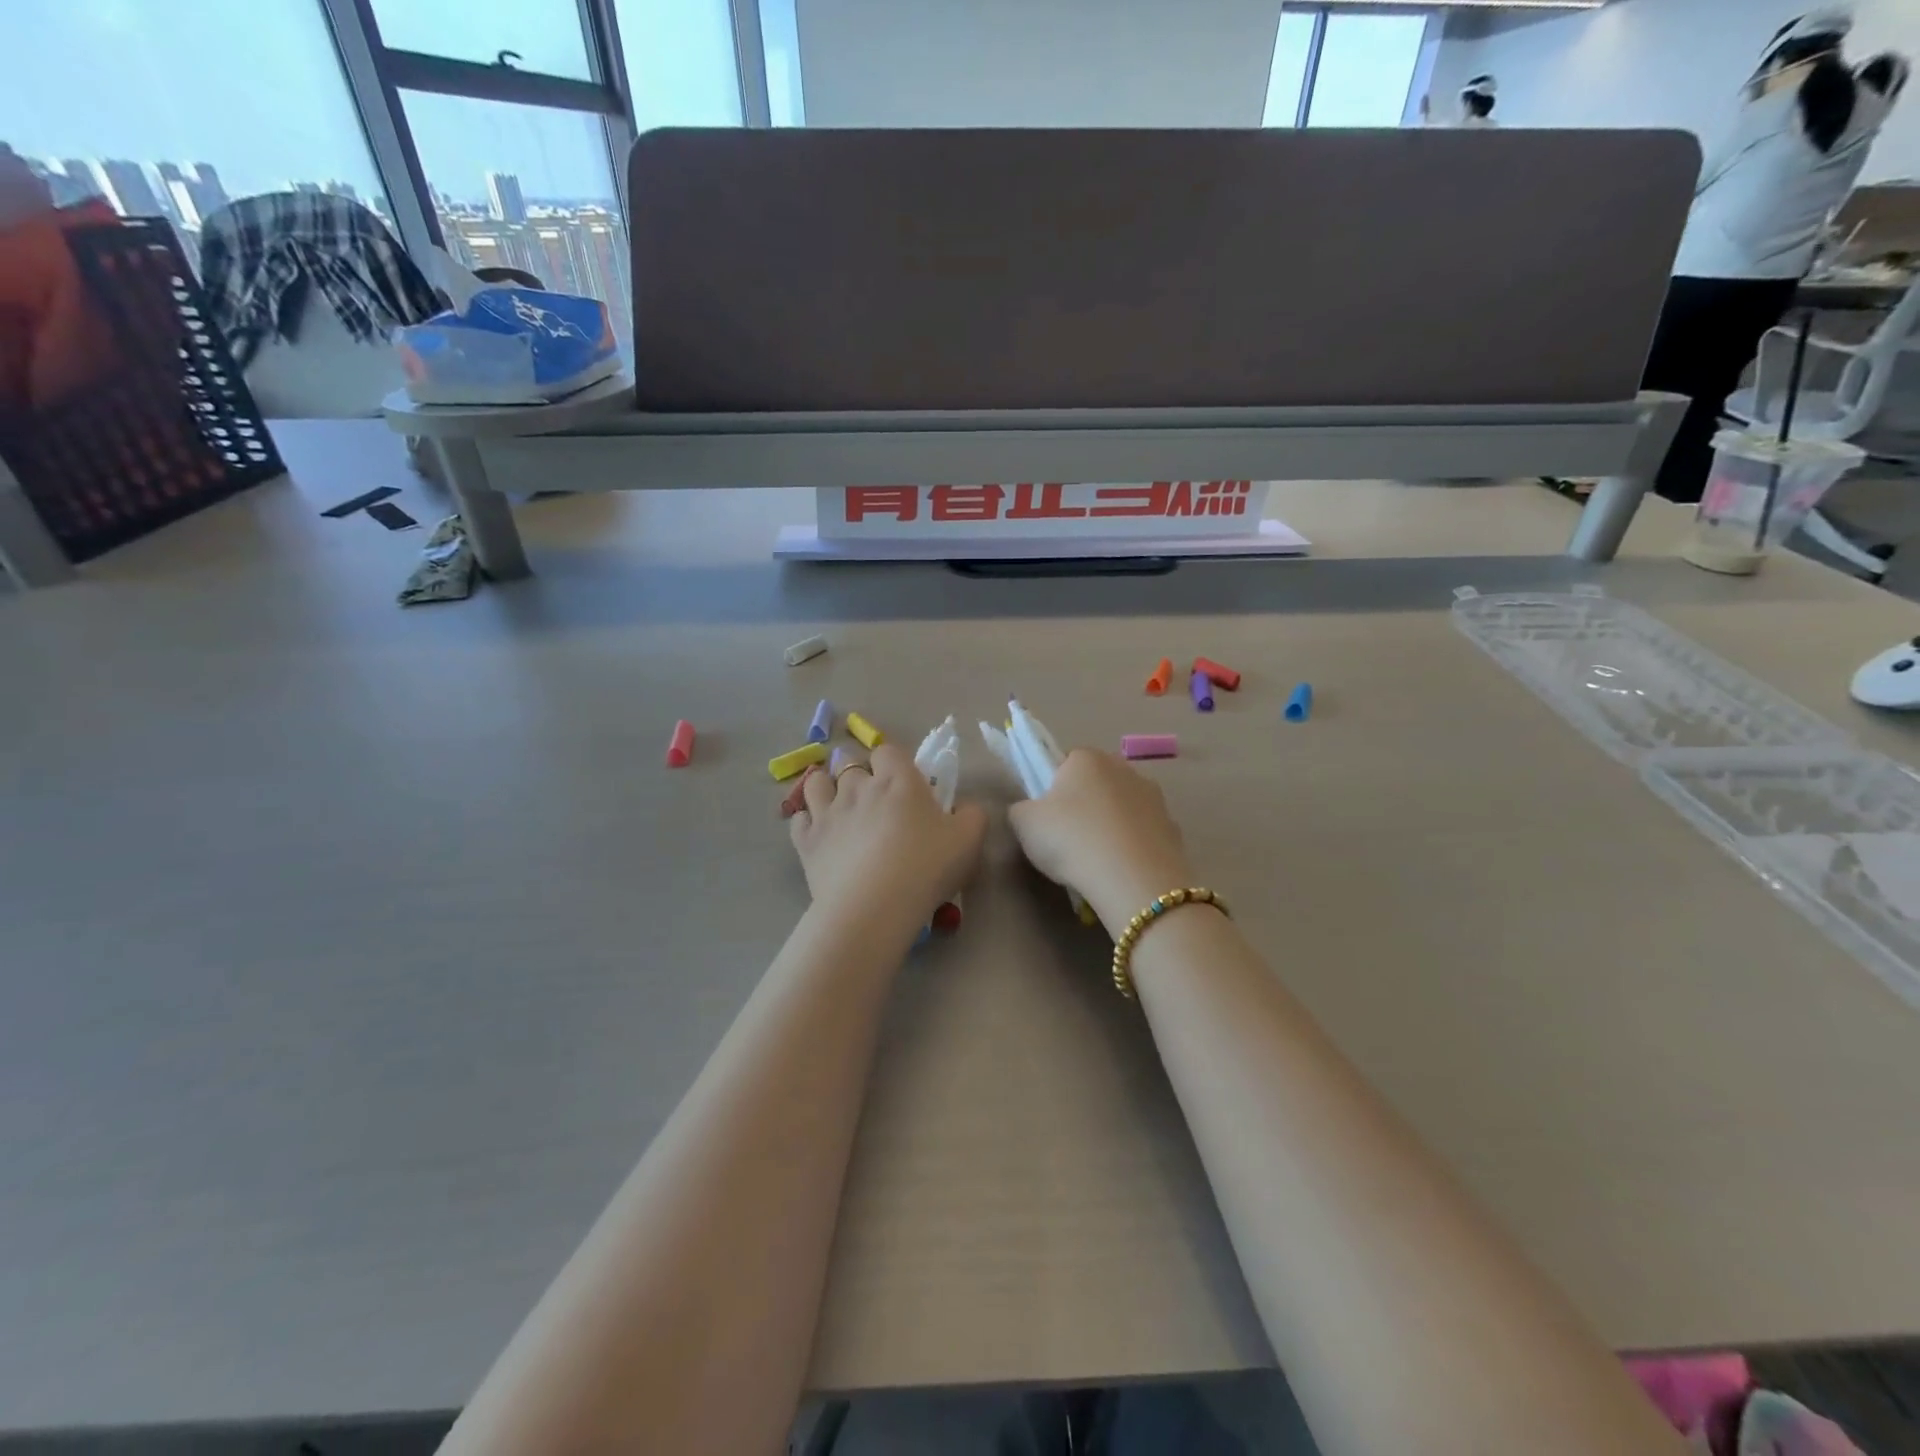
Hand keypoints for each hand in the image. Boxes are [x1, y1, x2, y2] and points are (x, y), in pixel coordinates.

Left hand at [790, 743, 986, 932]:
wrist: (874, 906)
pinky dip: (807, 821)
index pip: (888, 751)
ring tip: (837, 805)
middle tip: (872, 798)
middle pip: (849, 763)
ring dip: (826, 788)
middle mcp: (858, 787)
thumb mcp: (969, 840)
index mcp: (898, 780)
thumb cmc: (926, 867)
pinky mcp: (807, 841)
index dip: (893, 762)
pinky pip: (799, 819)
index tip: (902, 783)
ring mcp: (827, 812)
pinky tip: (818, 832)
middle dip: (858, 773)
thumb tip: (965, 807)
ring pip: (817, 783)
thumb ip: (972, 815)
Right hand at [1007, 749, 1196, 936]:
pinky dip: (1131, 846)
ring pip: (1122, 807)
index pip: (1064, 761)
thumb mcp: (1024, 824)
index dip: (1052, 787)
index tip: (1047, 815)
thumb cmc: (1071, 840)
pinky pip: (1142, 833)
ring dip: (1110, 824)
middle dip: (1084, 804)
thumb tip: (1030, 810)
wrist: (1133, 879)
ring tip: (1096, 860)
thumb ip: (1021, 809)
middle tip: (1067, 838)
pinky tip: (1120, 870)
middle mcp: (1124, 768)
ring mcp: (1154, 797)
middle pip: (1096, 782)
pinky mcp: (1173, 827)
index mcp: (1086, 758)